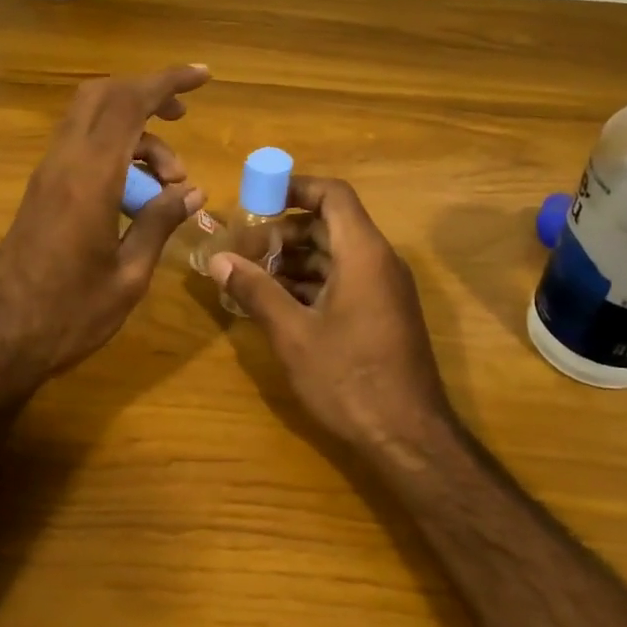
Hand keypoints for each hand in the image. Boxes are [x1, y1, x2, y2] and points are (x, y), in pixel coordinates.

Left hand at [0, 65, 210, 397]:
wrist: (0, 341)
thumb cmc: (70, 316)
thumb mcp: (129, 276)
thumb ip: (160, 224)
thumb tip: (191, 191)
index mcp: (89, 179)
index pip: (128, 104)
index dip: (166, 82)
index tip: (202, 77)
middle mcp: (63, 164)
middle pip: (102, 96)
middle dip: (146, 93)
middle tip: (182, 118)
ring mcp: (46, 176)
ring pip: (90, 121)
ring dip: (135, 134)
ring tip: (170, 184)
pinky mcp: (40, 192)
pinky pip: (80, 148)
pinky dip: (114, 151)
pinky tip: (137, 195)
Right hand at [206, 176, 451, 455]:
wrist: (408, 437)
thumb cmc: (348, 378)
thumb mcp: (293, 334)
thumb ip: (255, 291)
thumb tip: (219, 260)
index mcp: (363, 253)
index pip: (332, 195)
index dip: (294, 188)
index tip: (256, 200)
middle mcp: (379, 262)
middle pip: (329, 224)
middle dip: (283, 232)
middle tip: (244, 251)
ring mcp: (384, 289)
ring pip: (335, 254)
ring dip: (294, 260)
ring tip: (252, 278)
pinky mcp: (383, 313)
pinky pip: (344, 280)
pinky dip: (311, 282)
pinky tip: (278, 304)